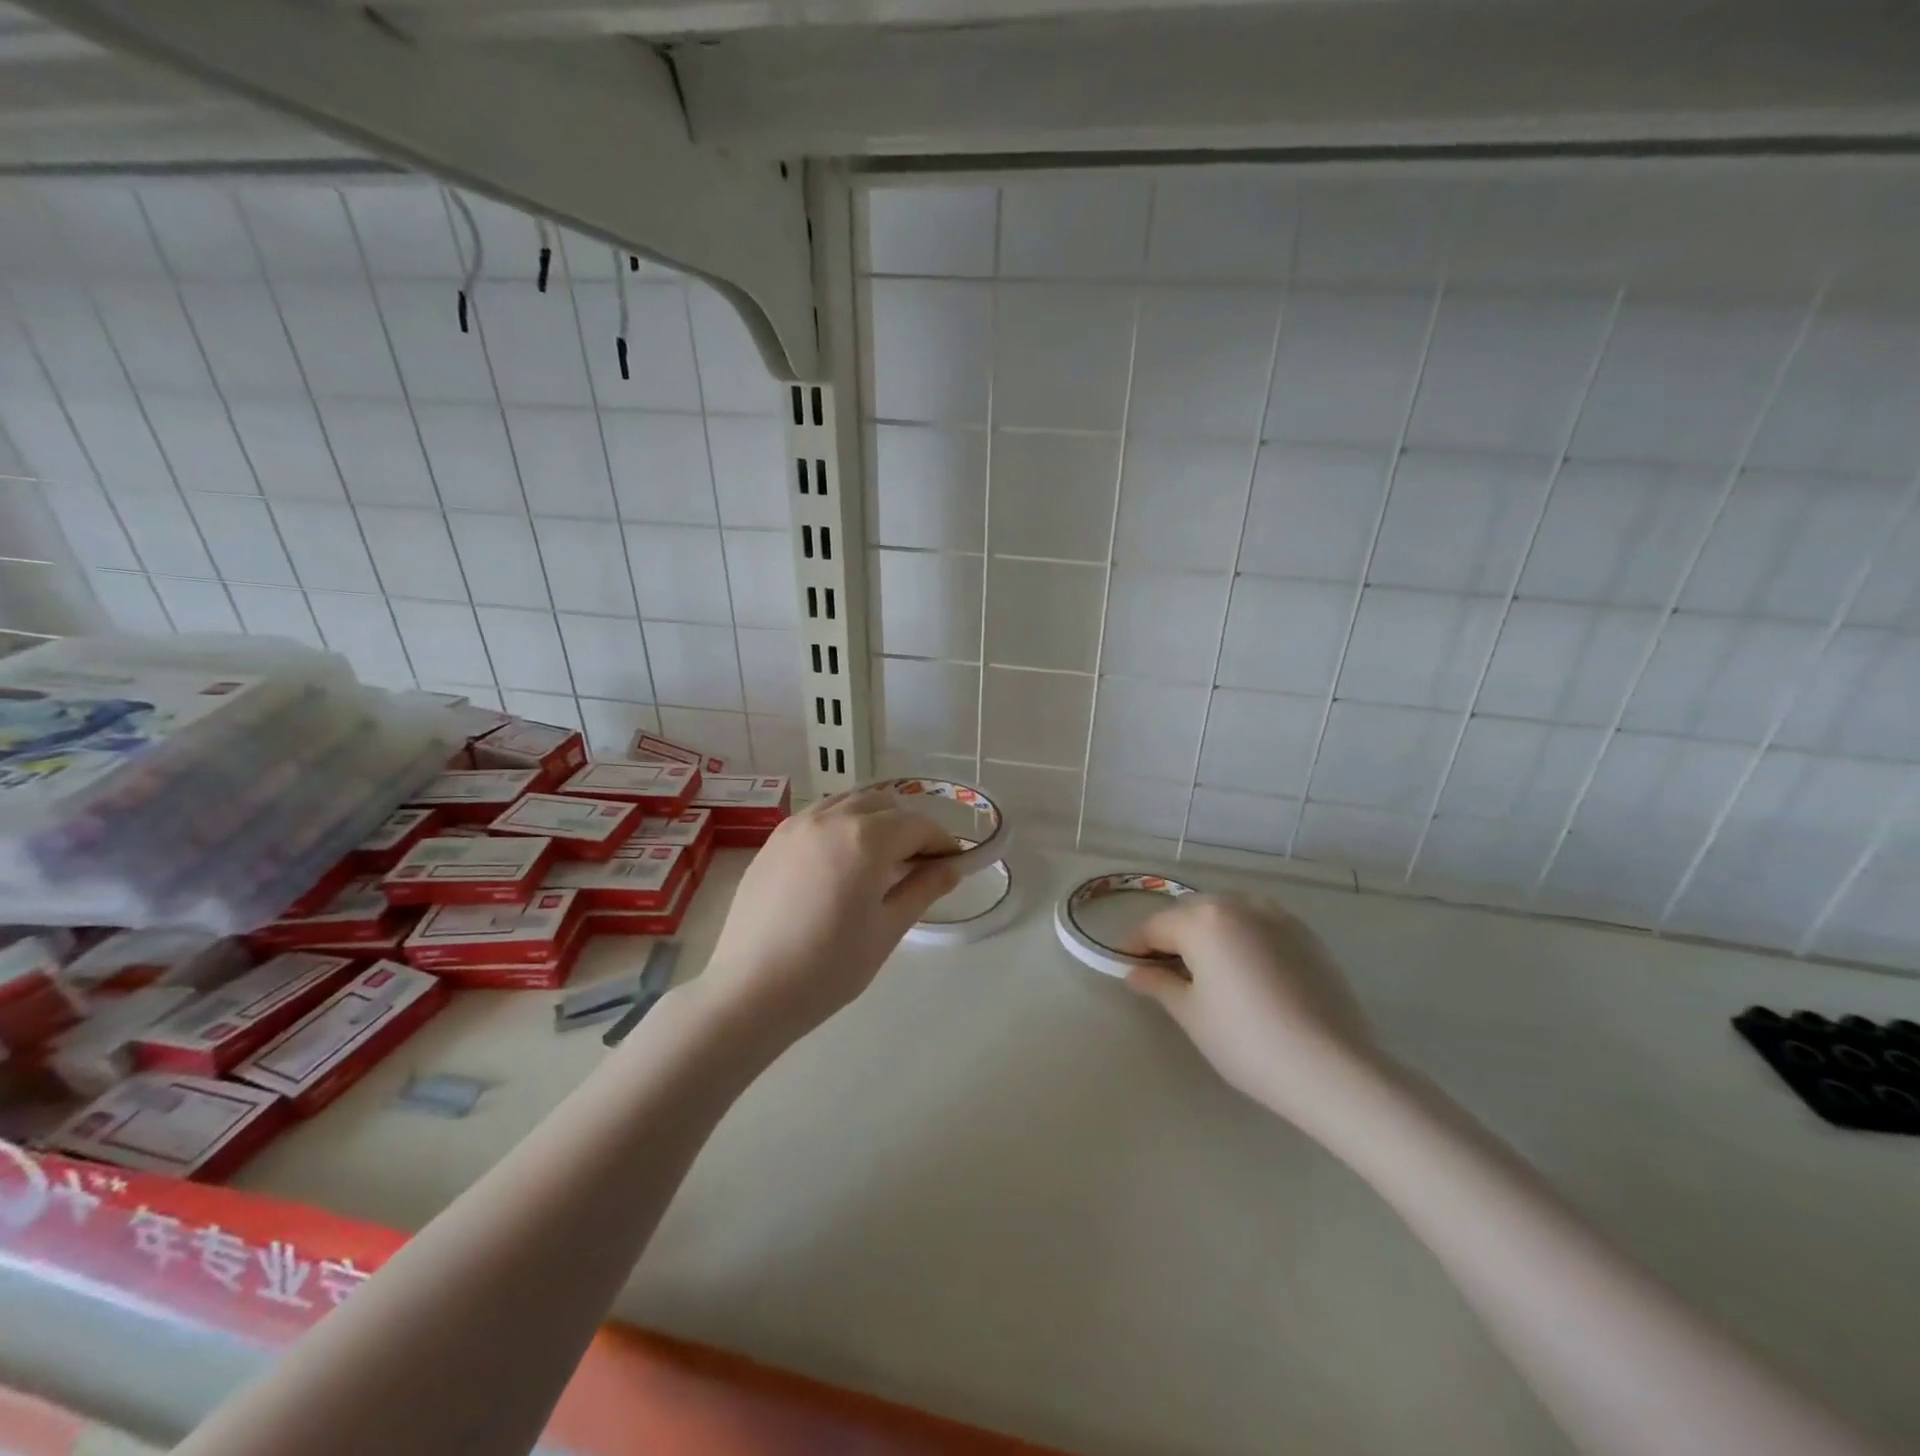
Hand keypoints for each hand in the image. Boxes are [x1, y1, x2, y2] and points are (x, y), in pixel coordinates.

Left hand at [695, 789, 961, 1043]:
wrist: (750, 990)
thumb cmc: (829, 967)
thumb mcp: (887, 930)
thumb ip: (922, 889)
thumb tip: (951, 867)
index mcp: (866, 839)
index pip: (918, 825)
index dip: (941, 842)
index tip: (952, 864)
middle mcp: (832, 818)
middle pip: (884, 805)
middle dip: (908, 828)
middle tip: (917, 865)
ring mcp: (797, 825)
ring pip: (849, 803)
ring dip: (873, 820)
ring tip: (878, 860)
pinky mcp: (773, 840)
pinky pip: (818, 816)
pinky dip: (840, 825)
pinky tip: (839, 862)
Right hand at [1123, 894, 1390, 1132]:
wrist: (1334, 1068)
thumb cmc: (1248, 1041)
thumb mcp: (1191, 1014)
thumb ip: (1158, 984)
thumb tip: (1135, 973)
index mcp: (1203, 919)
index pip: (1154, 926)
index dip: (1134, 947)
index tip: (1125, 967)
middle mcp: (1238, 904)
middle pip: (1190, 914)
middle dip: (1171, 937)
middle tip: (1162, 973)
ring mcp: (1276, 915)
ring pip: (1226, 915)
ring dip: (1207, 934)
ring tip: (1205, 973)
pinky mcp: (1305, 934)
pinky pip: (1257, 925)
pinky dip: (1241, 939)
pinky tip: (1245, 975)